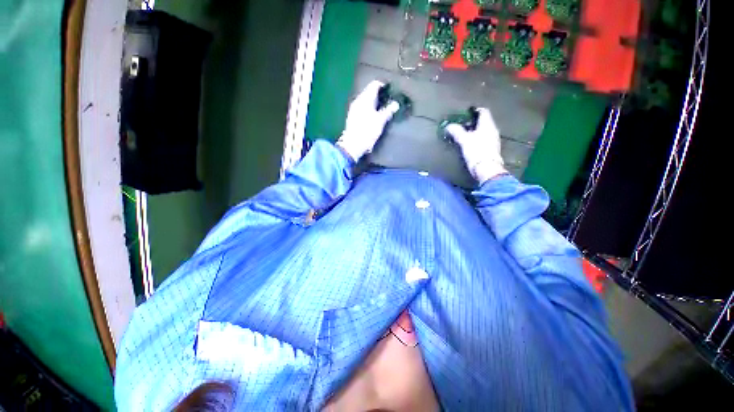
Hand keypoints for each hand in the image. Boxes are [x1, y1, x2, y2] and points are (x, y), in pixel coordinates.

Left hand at [337, 80, 399, 160]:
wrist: (352, 145)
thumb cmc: (367, 131)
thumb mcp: (380, 121)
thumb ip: (388, 111)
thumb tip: (396, 103)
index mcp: (365, 99)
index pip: (374, 85)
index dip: (383, 85)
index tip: (391, 90)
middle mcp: (358, 100)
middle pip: (369, 91)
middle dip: (379, 94)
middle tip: (388, 100)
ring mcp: (354, 108)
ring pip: (365, 99)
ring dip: (373, 101)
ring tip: (382, 108)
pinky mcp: (352, 116)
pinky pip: (362, 107)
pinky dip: (368, 107)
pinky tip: (373, 115)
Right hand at [445, 107, 506, 183]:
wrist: (486, 169)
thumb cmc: (476, 151)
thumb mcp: (464, 140)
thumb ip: (456, 131)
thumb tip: (449, 126)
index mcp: (487, 125)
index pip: (483, 112)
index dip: (474, 111)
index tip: (465, 113)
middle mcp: (492, 130)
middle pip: (483, 122)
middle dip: (473, 122)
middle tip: (461, 125)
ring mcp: (493, 140)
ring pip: (483, 131)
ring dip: (474, 131)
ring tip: (463, 135)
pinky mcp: (491, 149)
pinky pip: (483, 139)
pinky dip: (476, 138)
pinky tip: (469, 144)